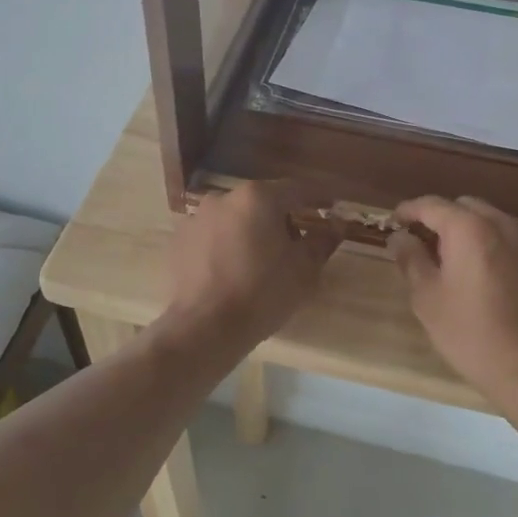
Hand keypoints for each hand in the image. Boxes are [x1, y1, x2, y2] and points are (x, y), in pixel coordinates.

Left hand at [163, 181, 341, 353]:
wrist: (205, 328)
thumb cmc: (263, 293)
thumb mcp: (304, 269)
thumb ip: (323, 240)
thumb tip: (337, 222)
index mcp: (258, 197)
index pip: (297, 189)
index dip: (318, 198)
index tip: (331, 207)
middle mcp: (224, 197)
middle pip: (263, 201)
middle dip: (282, 218)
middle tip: (297, 244)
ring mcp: (197, 217)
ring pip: (236, 218)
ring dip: (252, 231)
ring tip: (261, 261)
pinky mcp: (180, 240)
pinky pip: (213, 236)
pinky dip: (226, 245)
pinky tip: (233, 271)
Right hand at [389, 196, 517, 405]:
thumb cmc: (470, 333)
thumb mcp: (427, 298)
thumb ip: (411, 259)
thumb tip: (400, 237)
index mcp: (469, 229)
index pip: (432, 204)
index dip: (409, 210)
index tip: (395, 222)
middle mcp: (504, 225)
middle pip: (467, 207)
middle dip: (444, 219)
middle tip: (427, 244)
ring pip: (496, 224)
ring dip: (474, 234)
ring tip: (461, 262)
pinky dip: (501, 253)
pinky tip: (494, 283)